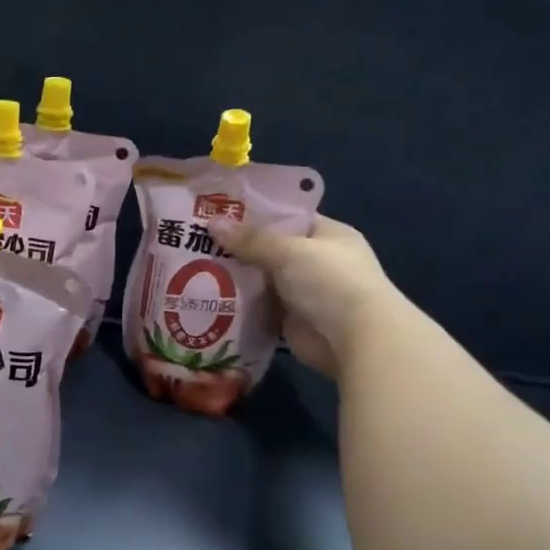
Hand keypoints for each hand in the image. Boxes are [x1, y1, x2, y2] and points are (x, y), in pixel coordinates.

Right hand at [215, 215, 402, 376]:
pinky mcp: (291, 320)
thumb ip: (250, 239)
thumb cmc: (329, 281)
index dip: (256, 213)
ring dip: (236, 277)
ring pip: (263, 279)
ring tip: (196, 266)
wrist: (354, 338)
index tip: (221, 211)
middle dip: (239, 247)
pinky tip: (209, 297)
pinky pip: (260, 307)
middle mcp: (317, 261)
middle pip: (271, 249)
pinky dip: (240, 305)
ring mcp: (304, 292)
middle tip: (197, 240)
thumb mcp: (288, 251)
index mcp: (327, 235)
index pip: (288, 217)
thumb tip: (212, 222)